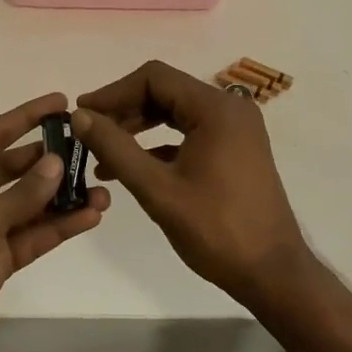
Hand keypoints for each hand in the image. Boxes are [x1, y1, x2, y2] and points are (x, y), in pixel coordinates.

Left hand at [0, 92, 109, 351]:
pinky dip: (57, 227)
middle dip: (47, 160)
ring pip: (26, 206)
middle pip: (11, 170)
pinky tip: (90, 217)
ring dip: (60, 198)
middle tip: (87, 147)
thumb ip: (23, 193)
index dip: (25, 117)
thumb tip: (57, 162)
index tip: (60, 101)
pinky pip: (30, 237)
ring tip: (102, 188)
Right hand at [74, 60, 310, 308]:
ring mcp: (235, 128)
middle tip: (88, 133)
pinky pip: (189, 132)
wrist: (273, 273)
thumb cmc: (216, 230)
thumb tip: (79, 116)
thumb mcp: (158, 189)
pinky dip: (159, 143)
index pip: (154, 78)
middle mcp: (229, 108)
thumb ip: (116, 148)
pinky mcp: (235, 148)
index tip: (82, 114)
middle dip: (124, 110)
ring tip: (102, 153)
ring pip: (175, 112)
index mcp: (215, 108)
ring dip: (138, 127)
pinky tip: (131, 168)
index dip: (113, 92)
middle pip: (165, 91)